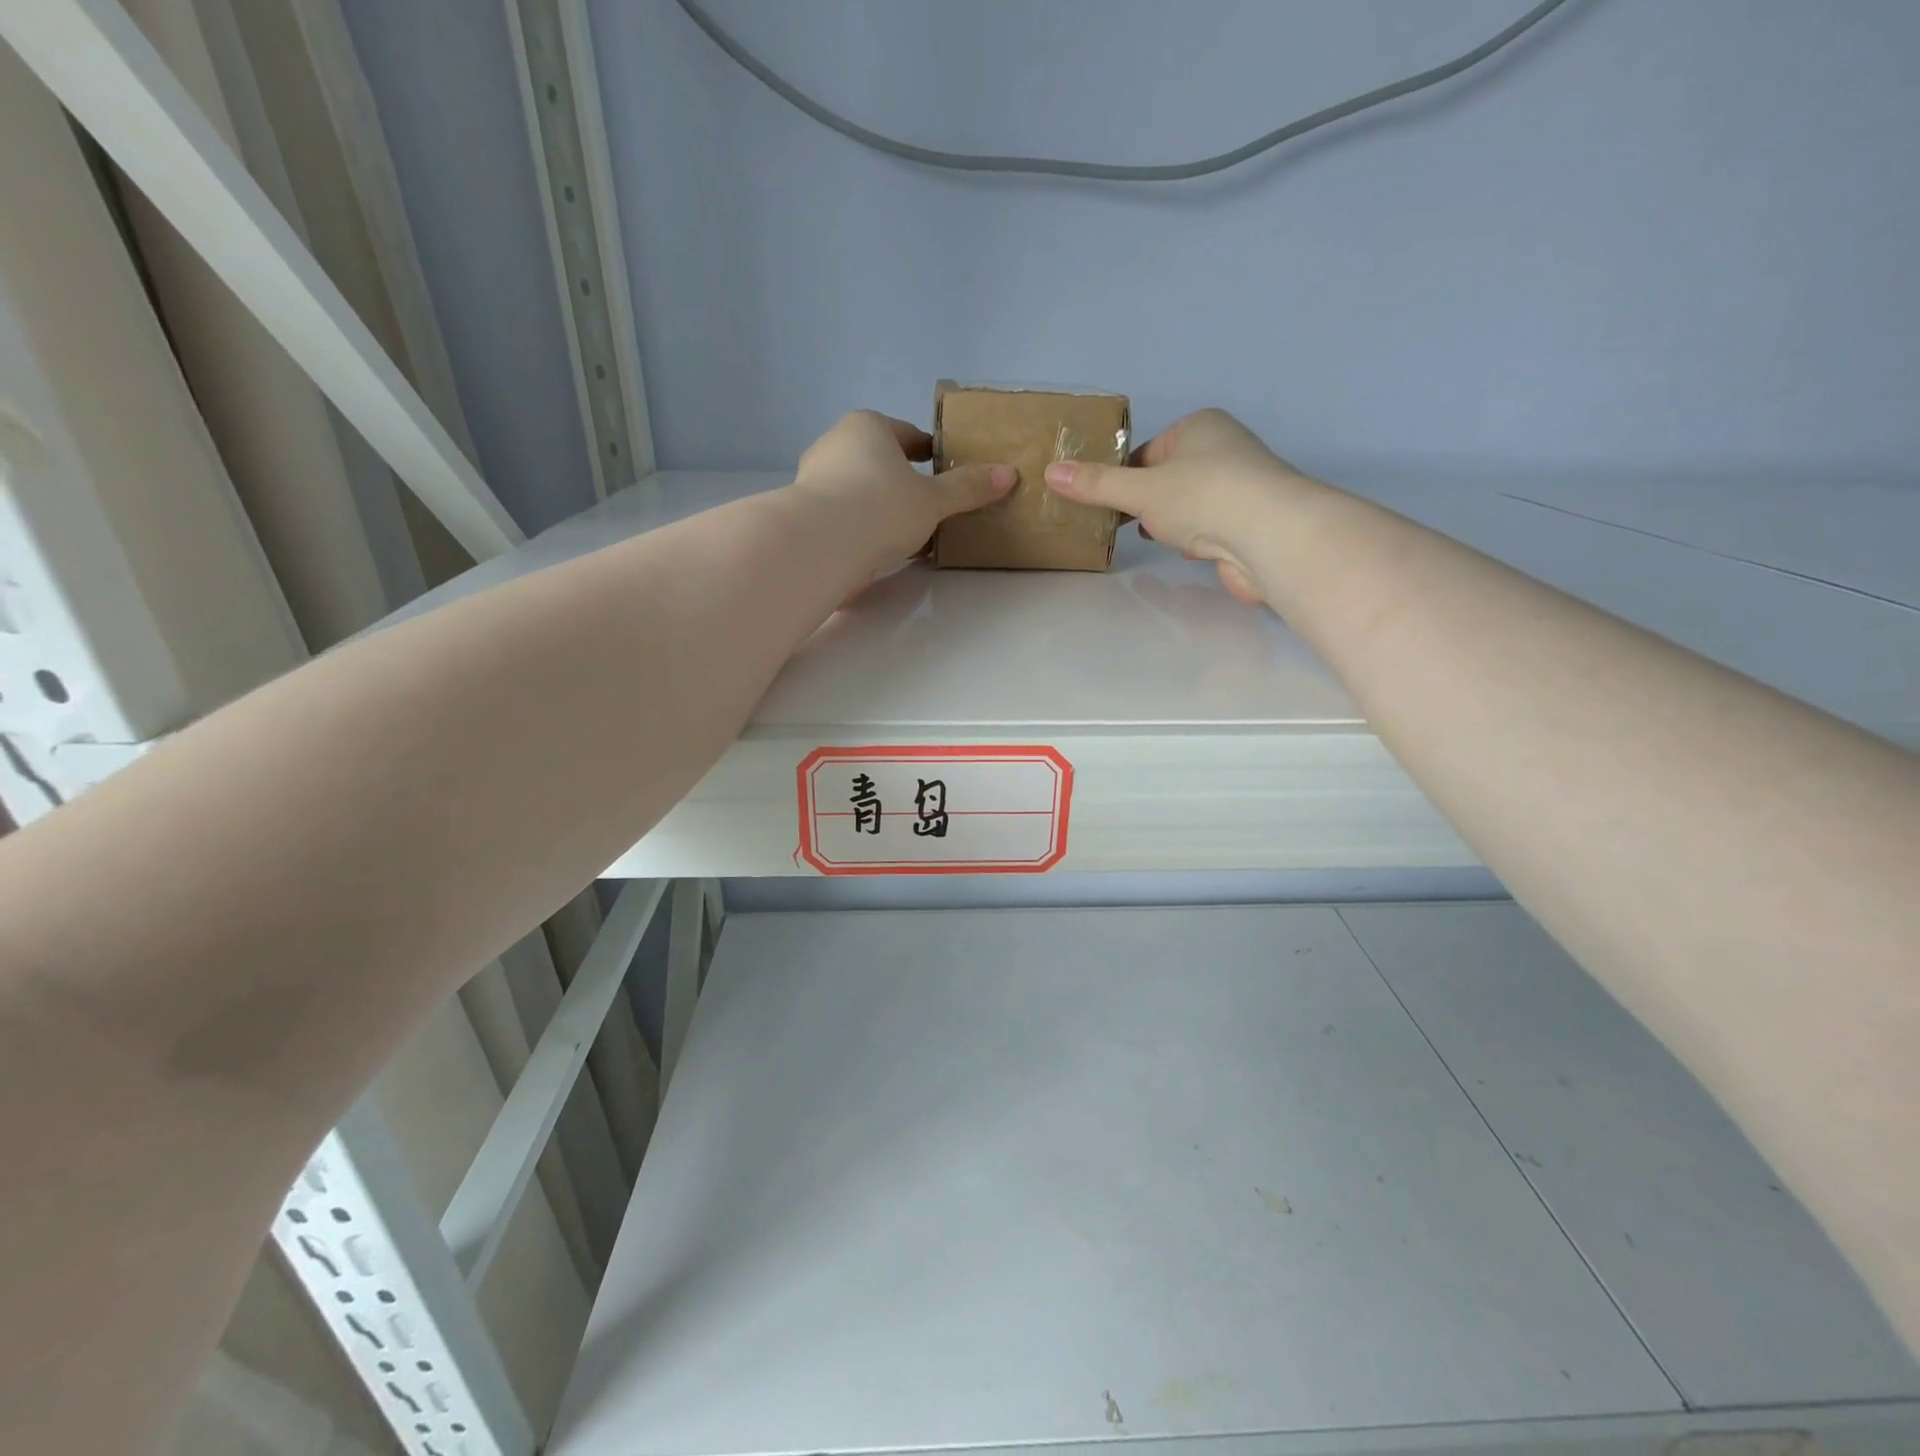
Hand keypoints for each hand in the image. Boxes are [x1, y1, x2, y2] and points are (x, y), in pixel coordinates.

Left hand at [793, 411, 1014, 573]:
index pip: (904, 434)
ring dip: (882, 508)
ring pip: (859, 491)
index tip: (941, 466)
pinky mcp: (806, 516)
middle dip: (902, 481)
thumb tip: (1008, 473)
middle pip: (878, 461)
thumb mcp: (934, 499)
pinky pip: (845, 517)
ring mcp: (814, 481)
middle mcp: (835, 445)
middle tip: (929, 504)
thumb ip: (967, 488)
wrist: (820, 545)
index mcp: (867, 427)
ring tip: (909, 534)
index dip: (927, 450)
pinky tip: (882, 551)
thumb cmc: (881, 506)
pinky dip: (863, 529)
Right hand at [1043, 408, 1309, 606]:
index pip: (1147, 451)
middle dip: (1145, 501)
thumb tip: (1050, 472)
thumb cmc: (1202, 496)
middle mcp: (1223, 451)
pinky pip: (1208, 527)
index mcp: (1199, 428)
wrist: (1270, 536)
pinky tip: (1184, 550)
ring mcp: (1239, 488)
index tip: (1104, 502)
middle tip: (1118, 524)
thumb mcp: (1138, 489)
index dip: (1123, 476)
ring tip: (1150, 537)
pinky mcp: (1248, 524)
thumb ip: (1096, 485)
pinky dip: (1193, 538)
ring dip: (1169, 521)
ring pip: (1188, 504)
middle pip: (1167, 478)